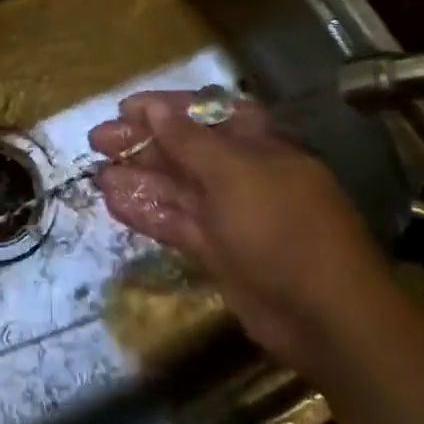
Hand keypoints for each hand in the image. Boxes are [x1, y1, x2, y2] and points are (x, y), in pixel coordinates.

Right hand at [90, 91, 390, 372]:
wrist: (326, 315)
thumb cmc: (281, 224)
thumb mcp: (232, 173)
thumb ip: (189, 141)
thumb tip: (156, 108)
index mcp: (255, 142)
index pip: (203, 112)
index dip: (164, 108)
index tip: (124, 108)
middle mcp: (241, 172)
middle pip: (184, 149)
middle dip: (142, 142)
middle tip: (97, 140)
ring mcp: (229, 213)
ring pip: (176, 187)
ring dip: (138, 178)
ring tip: (96, 173)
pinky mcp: (219, 250)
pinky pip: (177, 223)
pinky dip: (147, 213)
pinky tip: (113, 203)